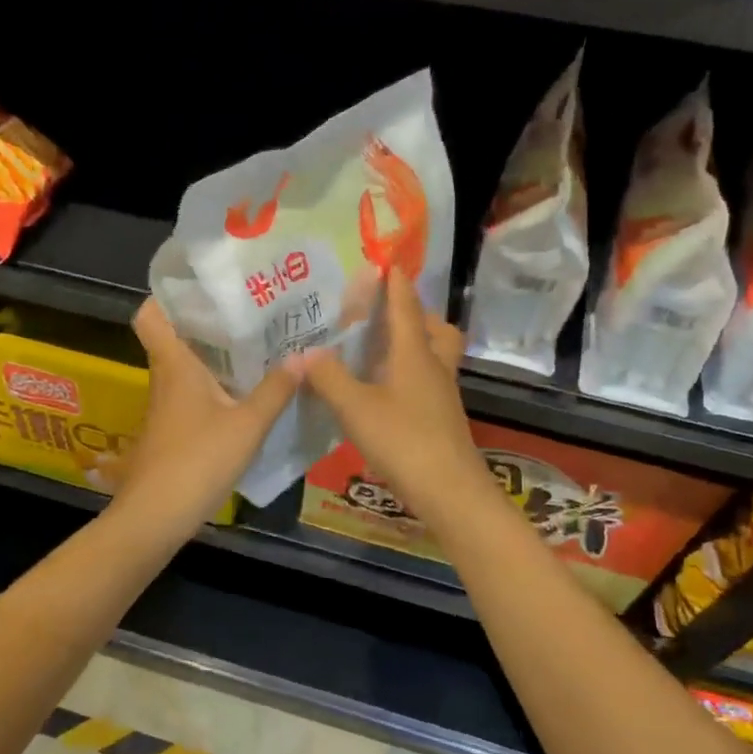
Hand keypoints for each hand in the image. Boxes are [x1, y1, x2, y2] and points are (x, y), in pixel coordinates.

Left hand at [113, 299, 300, 534]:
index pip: (151, 315)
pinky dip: (215, 384)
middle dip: (207, 321)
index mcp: (175, 365)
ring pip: (186, 366)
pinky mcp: (173, 429)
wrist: (156, 517)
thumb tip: (306, 355)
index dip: (168, 295)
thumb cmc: (197, 461)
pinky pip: (193, 392)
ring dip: (214, 354)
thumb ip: (276, 390)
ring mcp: (167, 406)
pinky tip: (246, 390)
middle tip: (249, 309)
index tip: (203, 285)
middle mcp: (166, 378)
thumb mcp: (247, 425)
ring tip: (257, 342)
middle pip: (176, 337)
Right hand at [301, 272, 492, 528]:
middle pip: (435, 328)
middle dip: (415, 314)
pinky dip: (410, 374)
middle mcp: (434, 367)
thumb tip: (303, 352)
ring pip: (435, 355)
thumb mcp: (356, 408)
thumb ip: (328, 377)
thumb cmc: (403, 440)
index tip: (387, 262)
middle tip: (385, 317)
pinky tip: (384, 391)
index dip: (396, 284)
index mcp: (415, 354)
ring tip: (379, 351)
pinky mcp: (442, 418)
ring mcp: (442, 394)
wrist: (450, 491)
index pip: (406, 307)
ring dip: (415, 344)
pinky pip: (428, 381)